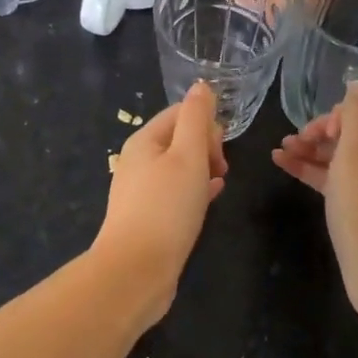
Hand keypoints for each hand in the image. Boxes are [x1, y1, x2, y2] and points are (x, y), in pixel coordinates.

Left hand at [94, 82, 227, 322]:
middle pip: (179, 138)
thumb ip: (196, 119)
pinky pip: (176, 193)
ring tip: (220, 184)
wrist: (135, 271)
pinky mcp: (147, 217)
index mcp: (143, 140)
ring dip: (203, 169)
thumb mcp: (188, 156)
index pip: (180, 113)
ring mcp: (140, 191)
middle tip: (221, 170)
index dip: (206, 124)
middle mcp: (137, 161)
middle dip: (206, 147)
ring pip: (179, 167)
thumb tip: (202, 86)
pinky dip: (195, 190)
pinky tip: (212, 198)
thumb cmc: (166, 208)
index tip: (221, 150)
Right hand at [273, 81, 357, 306]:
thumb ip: (356, 116)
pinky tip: (286, 167)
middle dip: (323, 130)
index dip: (341, 111)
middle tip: (295, 141)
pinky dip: (317, 172)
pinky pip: (342, 180)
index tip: (318, 130)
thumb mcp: (356, 156)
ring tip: (280, 151)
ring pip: (346, 157)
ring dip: (314, 150)